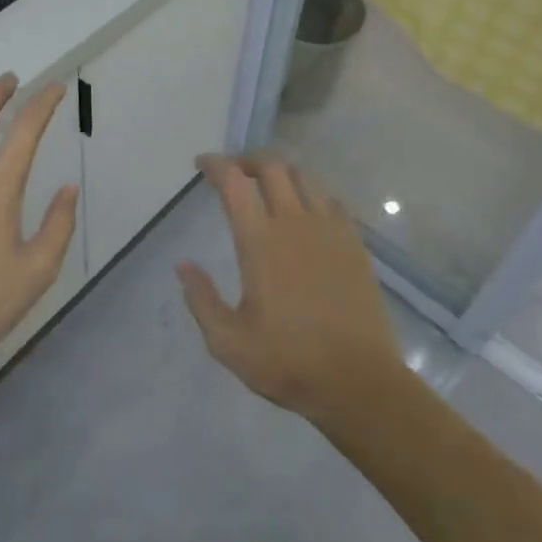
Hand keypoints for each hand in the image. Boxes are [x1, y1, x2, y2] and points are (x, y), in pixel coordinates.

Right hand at [179, 154, 403, 426]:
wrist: (359, 381)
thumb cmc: (288, 362)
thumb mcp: (229, 342)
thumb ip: (201, 299)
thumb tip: (183, 265)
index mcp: (260, 241)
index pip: (234, 182)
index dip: (215, 164)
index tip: (201, 163)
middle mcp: (295, 222)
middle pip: (271, 167)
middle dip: (247, 160)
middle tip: (233, 172)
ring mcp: (330, 229)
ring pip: (304, 177)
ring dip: (280, 172)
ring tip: (267, 186)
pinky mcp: (354, 242)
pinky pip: (331, 200)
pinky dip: (311, 193)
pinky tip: (306, 211)